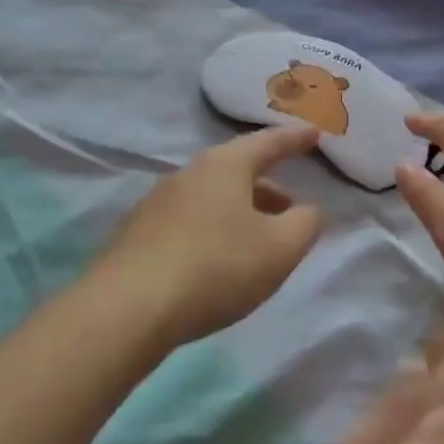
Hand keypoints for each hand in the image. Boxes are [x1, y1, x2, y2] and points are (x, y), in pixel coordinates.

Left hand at [95, 127, 323, 348]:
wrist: (127, 309)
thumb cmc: (217, 267)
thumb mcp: (281, 248)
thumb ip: (306, 223)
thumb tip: (307, 211)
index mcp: (224, 166)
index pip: (268, 142)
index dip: (295, 139)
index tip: (315, 134)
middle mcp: (187, 175)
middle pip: (236, 170)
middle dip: (268, 187)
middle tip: (291, 207)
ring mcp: (156, 204)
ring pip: (212, 198)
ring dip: (240, 211)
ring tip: (258, 240)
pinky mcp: (136, 236)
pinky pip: (188, 222)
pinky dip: (213, 231)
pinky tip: (218, 261)